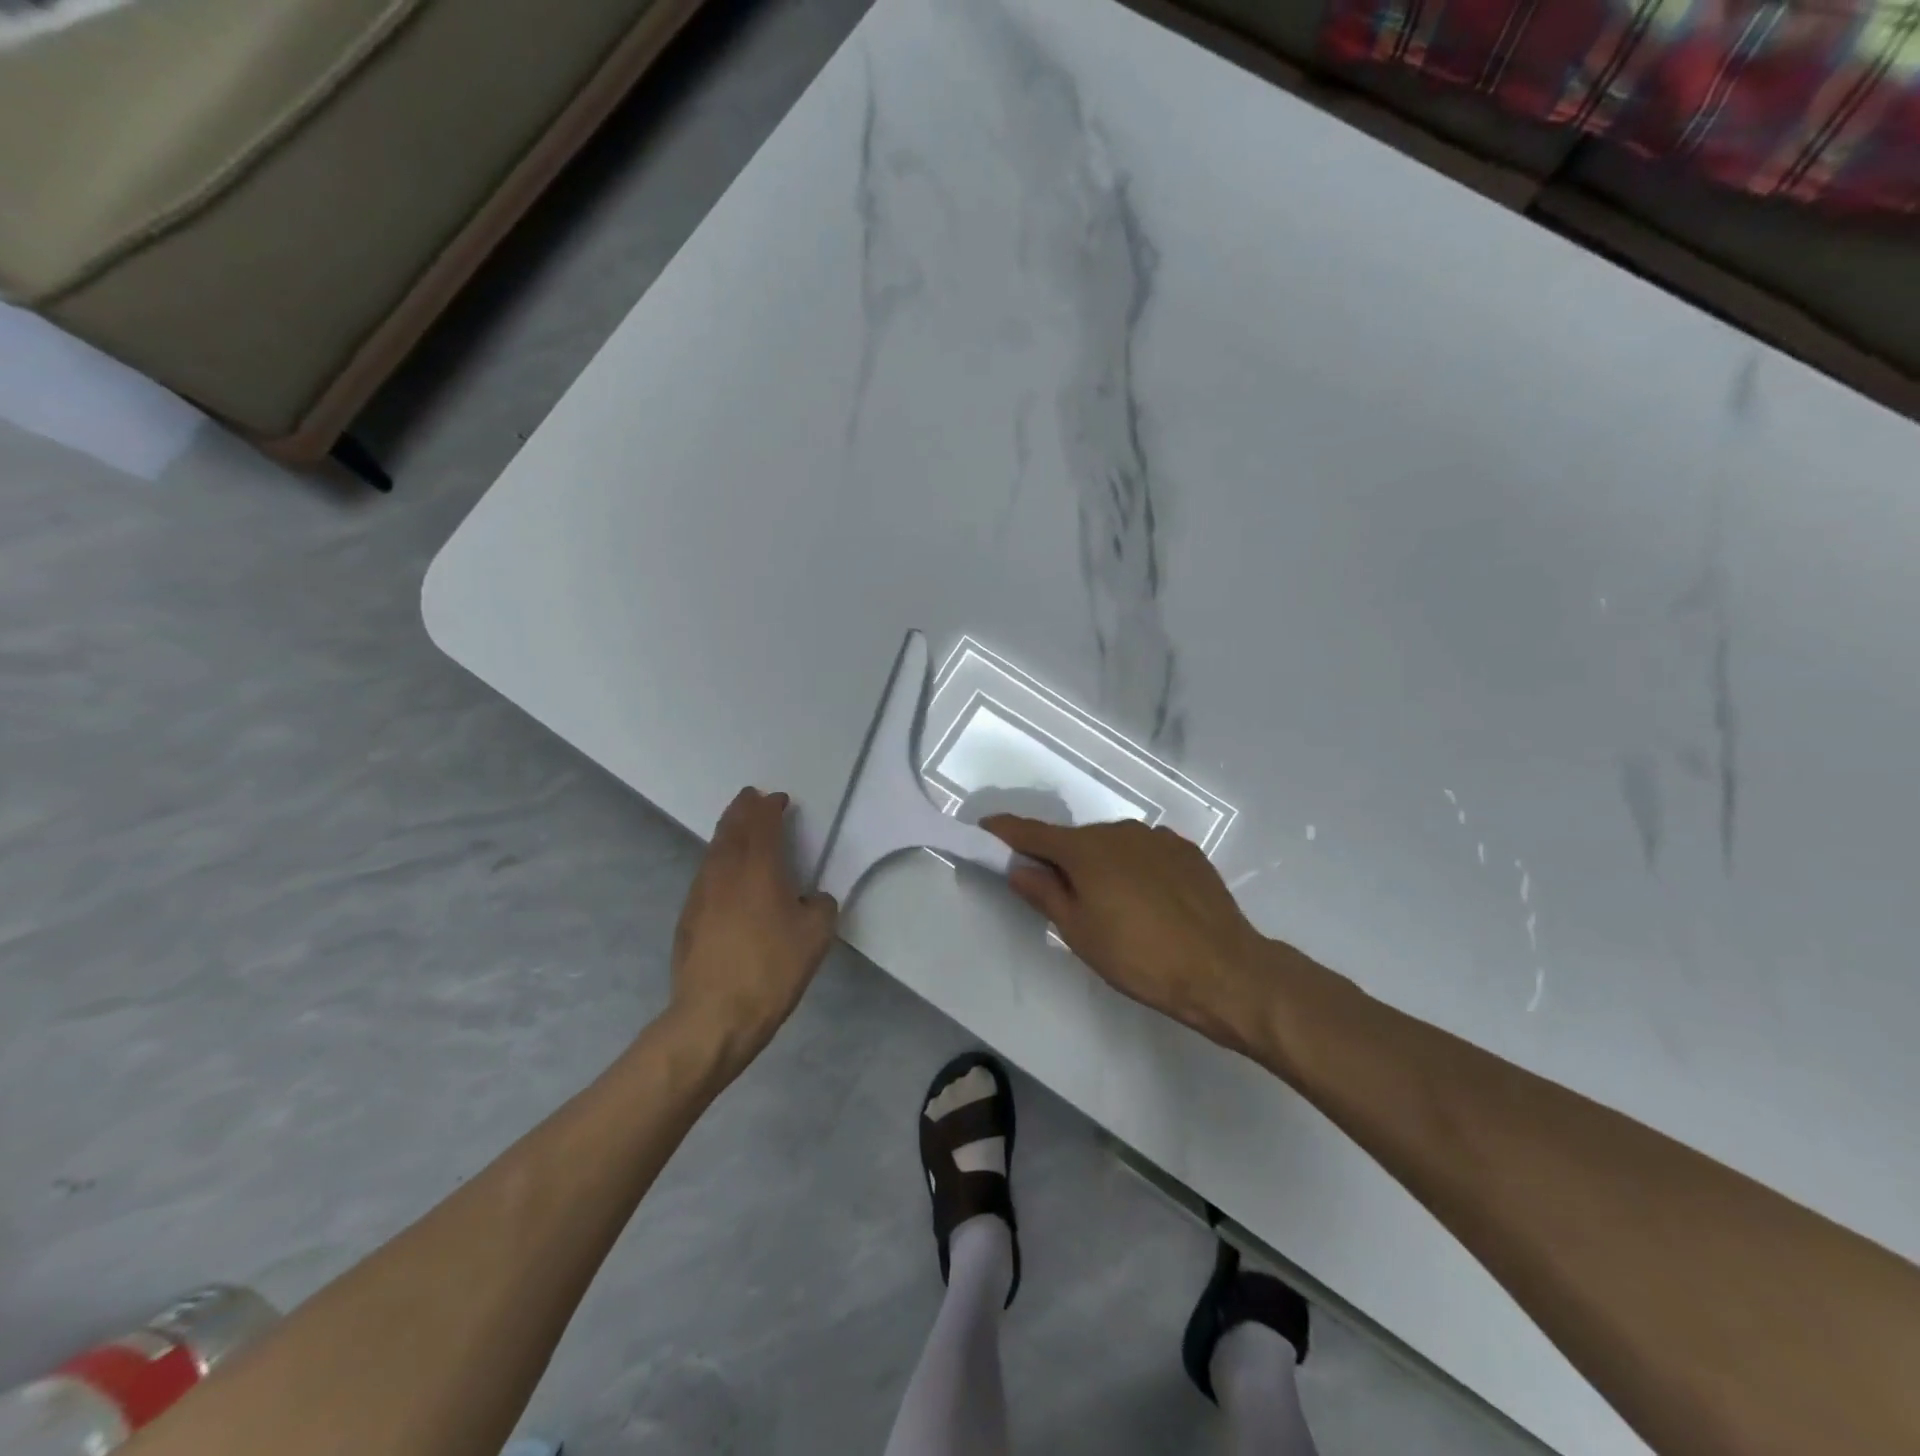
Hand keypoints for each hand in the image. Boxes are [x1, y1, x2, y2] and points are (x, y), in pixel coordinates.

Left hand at [669, 787, 837, 1074]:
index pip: (762, 823)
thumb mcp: (816, 936)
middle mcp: (724, 871)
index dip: (770, 807)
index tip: (779, 800)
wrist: (714, 1015)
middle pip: (731, 828)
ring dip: (728, 834)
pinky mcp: (688, 918)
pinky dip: (719, 862)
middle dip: (743, 810)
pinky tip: (727, 877)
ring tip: (739, 830)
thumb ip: (821, 907)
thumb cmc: (771, 969)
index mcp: (758, 868)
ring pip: (714, 851)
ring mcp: (700, 894)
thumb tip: (812, 900)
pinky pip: (706, 875)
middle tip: (752, 799)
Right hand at [982, 816, 1276, 1055]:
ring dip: (1100, 865)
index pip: (1033, 832)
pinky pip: (1144, 853)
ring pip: (1112, 846)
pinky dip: (1133, 869)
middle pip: (1075, 840)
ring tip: (1112, 908)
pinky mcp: (1186, 852)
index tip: (986, 828)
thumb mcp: (1080, 932)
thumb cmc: (1139, 957)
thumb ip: (1045, 893)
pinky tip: (1147, 902)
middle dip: (1060, 859)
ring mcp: (1157, 838)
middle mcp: (1119, 831)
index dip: (1005, 831)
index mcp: (1086, 849)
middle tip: (1058, 897)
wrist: (1224, 969)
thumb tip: (1019, 866)